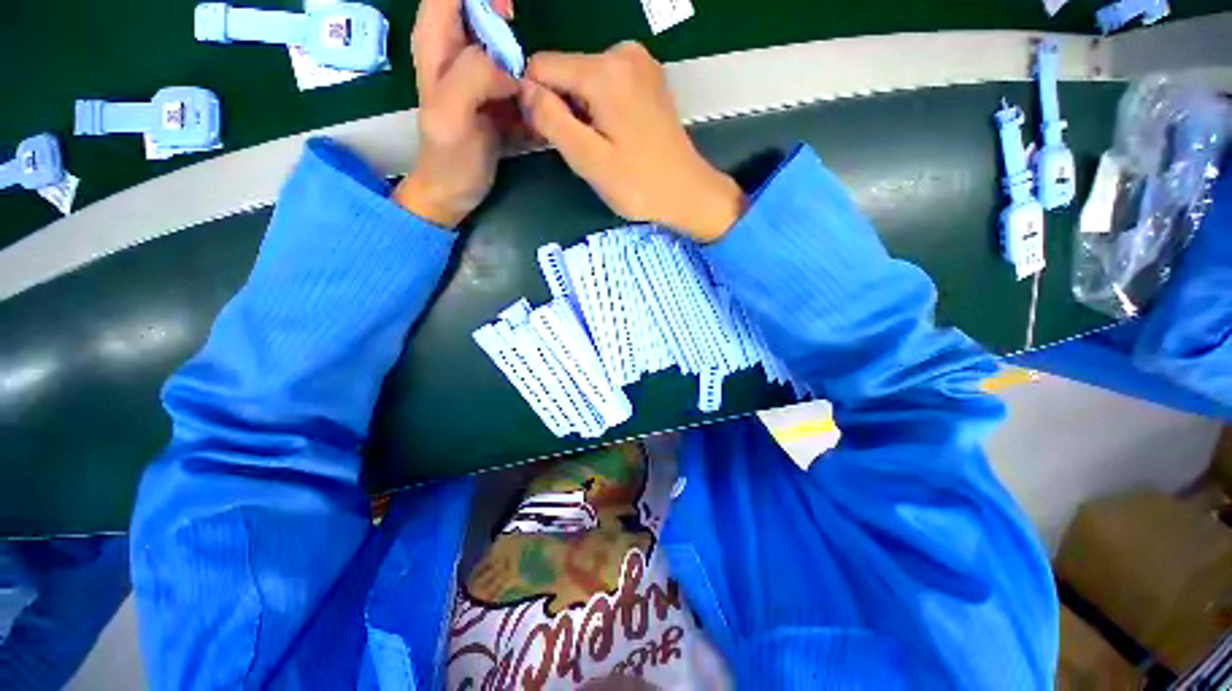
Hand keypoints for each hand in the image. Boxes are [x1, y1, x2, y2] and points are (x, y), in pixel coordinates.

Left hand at [393, 0, 518, 227]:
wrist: (455, 191)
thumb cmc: (448, 157)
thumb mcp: (452, 116)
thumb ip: (474, 76)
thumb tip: (509, 68)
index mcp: (437, 41)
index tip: (509, 18)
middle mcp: (457, 48)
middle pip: (483, 12)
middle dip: (509, 28)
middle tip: (526, 72)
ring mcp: (479, 72)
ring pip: (506, 43)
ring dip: (527, 63)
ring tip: (531, 100)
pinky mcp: (495, 95)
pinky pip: (518, 75)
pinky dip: (532, 86)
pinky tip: (535, 113)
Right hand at [520, 42, 745, 242]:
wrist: (688, 193)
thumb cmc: (639, 185)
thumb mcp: (589, 160)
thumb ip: (551, 120)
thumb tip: (523, 90)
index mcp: (605, 71)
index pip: (540, 67)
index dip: (534, 101)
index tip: (546, 137)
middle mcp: (622, 52)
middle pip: (564, 72)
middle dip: (562, 108)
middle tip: (581, 150)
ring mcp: (639, 62)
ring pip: (583, 80)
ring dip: (581, 112)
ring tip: (601, 147)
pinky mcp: (647, 78)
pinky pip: (605, 85)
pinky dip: (599, 108)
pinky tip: (614, 136)